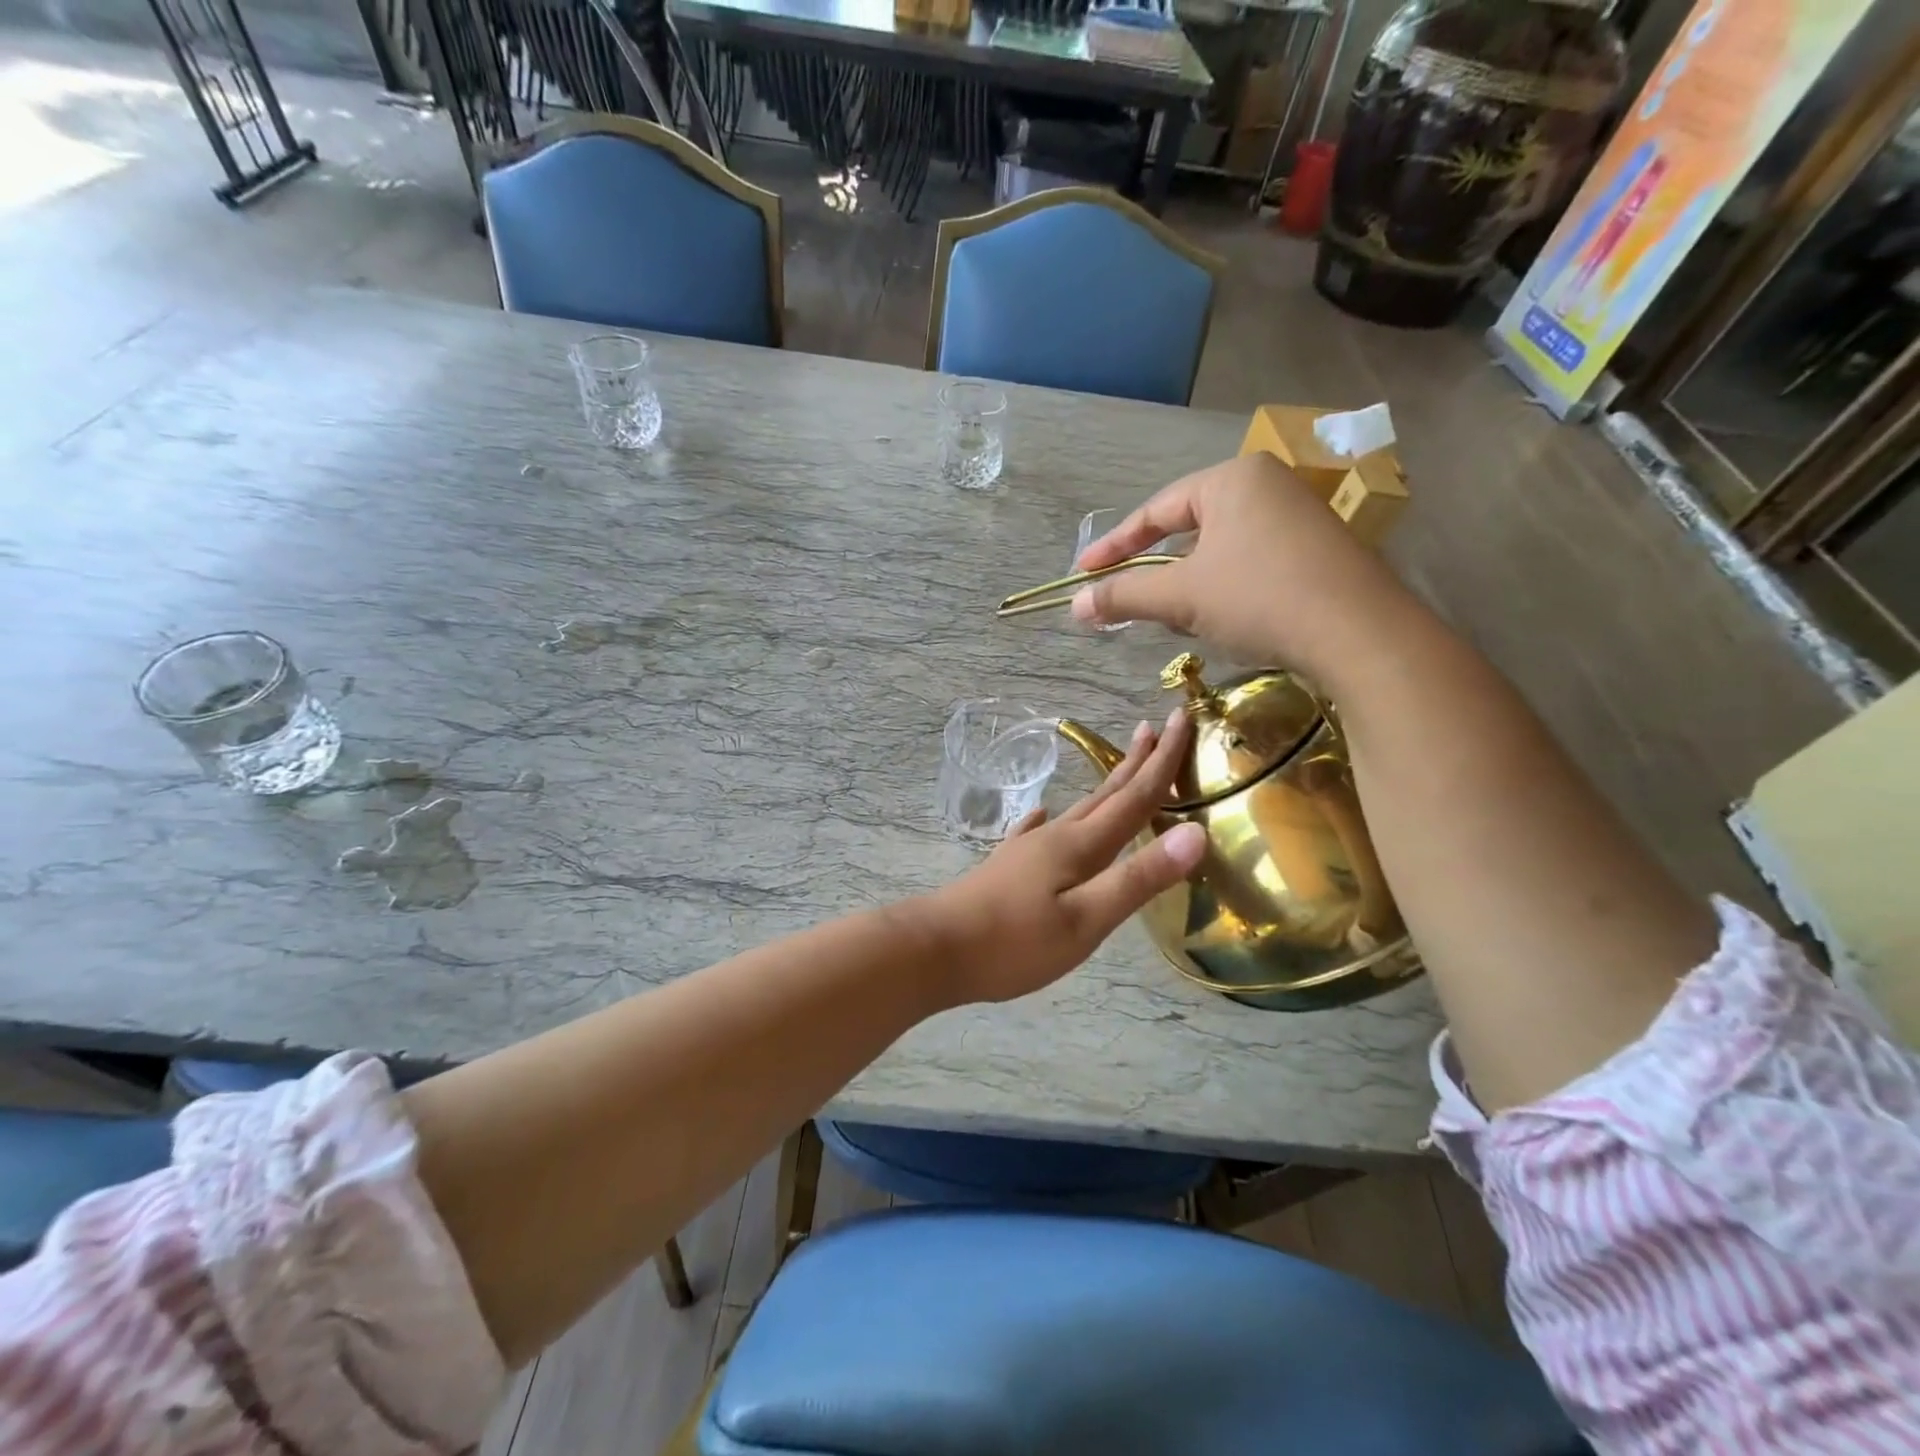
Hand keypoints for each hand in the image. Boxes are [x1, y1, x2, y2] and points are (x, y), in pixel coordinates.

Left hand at [920, 710, 1206, 1003]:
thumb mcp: (1086, 920)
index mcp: (1080, 846)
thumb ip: (1138, 879)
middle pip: (1107, 793)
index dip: (1163, 761)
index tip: (1182, 718)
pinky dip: (1050, 820)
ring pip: (1078, 809)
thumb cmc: (1014, 943)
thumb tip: (1194, 832)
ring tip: (1120, 765)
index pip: (1134, 797)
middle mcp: (1056, 837)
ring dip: (1105, 786)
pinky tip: (1042, 815)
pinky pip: (1038, 831)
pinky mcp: (1008, 867)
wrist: (936, 949)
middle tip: (1158, 724)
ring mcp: (1028, 850)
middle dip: (1137, 761)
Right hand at [1070, 453, 1414, 682]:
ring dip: (1190, 582)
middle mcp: (1267, 484)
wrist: (1359, 634)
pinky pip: (1252, 561)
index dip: (1114, 546)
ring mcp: (1298, 516)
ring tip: (1177, 614)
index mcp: (1231, 478)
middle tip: (1129, 597)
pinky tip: (1225, 617)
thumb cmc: (1259, 598)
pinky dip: (1226, 587)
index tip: (1083, 573)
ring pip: (1221, 548)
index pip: (1155, 510)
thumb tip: (1075, 604)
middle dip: (1156, 568)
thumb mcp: (1180, 596)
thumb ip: (1123, 595)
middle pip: (1189, 527)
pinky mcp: (1317, 549)